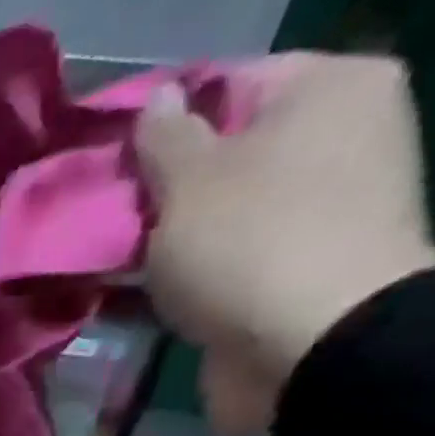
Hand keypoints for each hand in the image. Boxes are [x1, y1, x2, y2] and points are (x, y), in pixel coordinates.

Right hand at [136, 53, 434, 435]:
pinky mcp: (291, 275)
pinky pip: (220, 266)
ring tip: (100, 264)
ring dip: (159, 244)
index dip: (159, 126)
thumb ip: (162, 140)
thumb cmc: (249, 244)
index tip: (106, 165)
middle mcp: (336, 141)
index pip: (226, 87)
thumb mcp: (188, 181)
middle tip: (98, 220)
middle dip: (156, 194)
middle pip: (220, 158)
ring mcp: (317, 214)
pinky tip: (127, 298)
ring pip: (213, 219)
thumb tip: (156, 103)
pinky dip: (179, 280)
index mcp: (328, 91)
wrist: (309, 348)